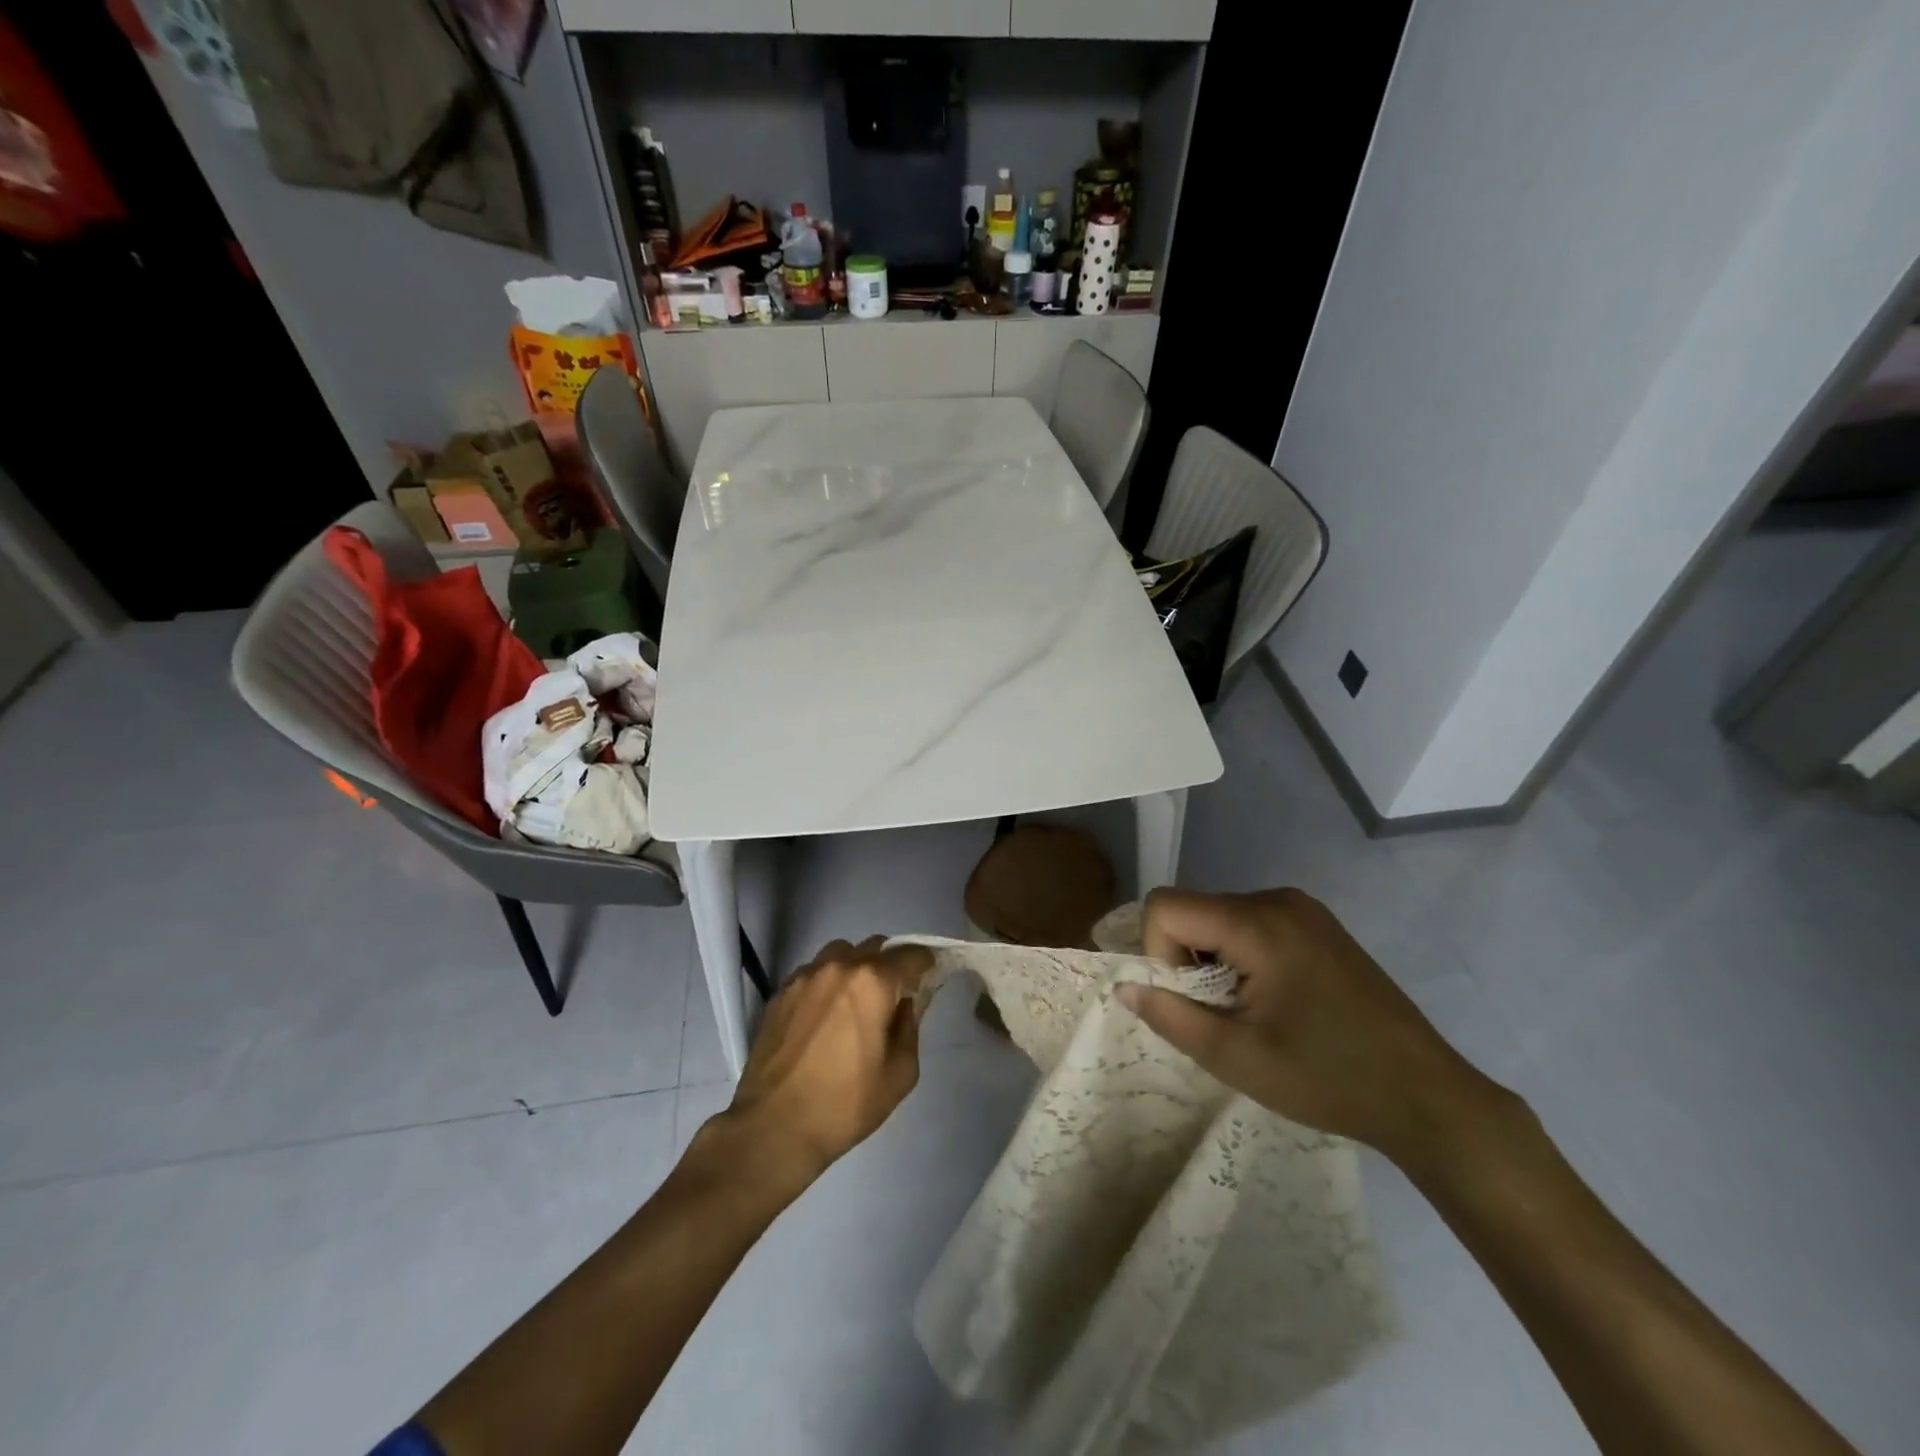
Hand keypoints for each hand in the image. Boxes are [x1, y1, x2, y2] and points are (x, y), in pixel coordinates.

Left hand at [715, 937, 930, 1190]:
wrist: (773, 1127)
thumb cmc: (845, 1104)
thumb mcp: (900, 1072)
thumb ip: (911, 1025)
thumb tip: (908, 1001)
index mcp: (873, 982)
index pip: (912, 954)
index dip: (927, 964)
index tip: (930, 979)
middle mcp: (839, 966)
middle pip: (876, 947)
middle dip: (891, 965)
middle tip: (893, 997)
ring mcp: (805, 975)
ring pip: (841, 953)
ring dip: (857, 968)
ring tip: (855, 1003)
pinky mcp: (781, 992)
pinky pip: (814, 972)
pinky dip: (828, 983)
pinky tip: (824, 1016)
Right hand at [1118, 888, 1508, 1164]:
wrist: (1428, 1097)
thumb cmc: (1327, 1078)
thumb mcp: (1235, 1057)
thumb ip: (1170, 1016)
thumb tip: (1125, 987)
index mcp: (1258, 922)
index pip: (1166, 906)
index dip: (1157, 953)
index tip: (1190, 1001)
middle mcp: (1278, 899)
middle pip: (1193, 909)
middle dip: (1185, 958)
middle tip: (1218, 1013)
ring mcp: (1304, 909)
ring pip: (1220, 916)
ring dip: (1212, 959)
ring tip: (1247, 1011)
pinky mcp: (1319, 925)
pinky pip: (1252, 923)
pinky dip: (1240, 954)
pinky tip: (1273, 1000)